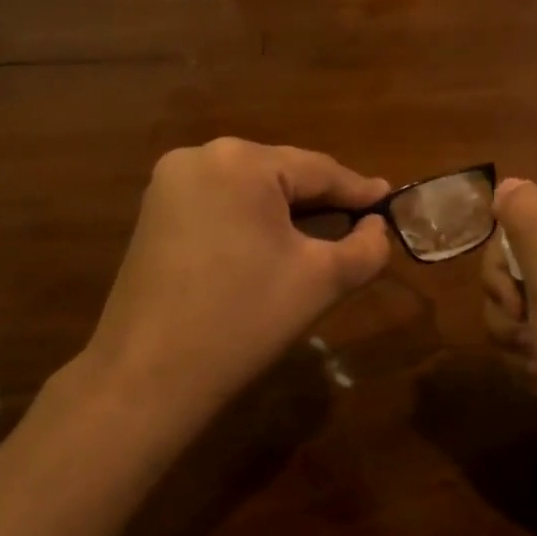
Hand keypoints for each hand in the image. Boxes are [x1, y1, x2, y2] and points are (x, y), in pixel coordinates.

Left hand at [73, 139, 390, 431]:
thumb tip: (376, 227)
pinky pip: (221, 203)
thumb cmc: (244, 321)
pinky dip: (251, 219)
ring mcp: (169, 183)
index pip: (318, 170)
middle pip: (282, 173)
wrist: (147, 379)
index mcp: (241, 161)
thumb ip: (366, 247)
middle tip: (360, 223)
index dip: (359, 191)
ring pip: (251, 188)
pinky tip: (271, 245)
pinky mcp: (154, 213)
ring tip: (323, 234)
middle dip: (322, 201)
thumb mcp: (322, 281)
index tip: (390, 202)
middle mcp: (200, 156)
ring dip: (287, 210)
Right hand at [479, 179, 536, 482]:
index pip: (515, 227)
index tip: (519, 303)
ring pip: (515, 302)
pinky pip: (529, 330)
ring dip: (513, 337)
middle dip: (507, 308)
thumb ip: (528, 218)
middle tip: (527, 334)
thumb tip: (506, 182)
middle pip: (511, 265)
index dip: (502, 269)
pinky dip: (527, 356)